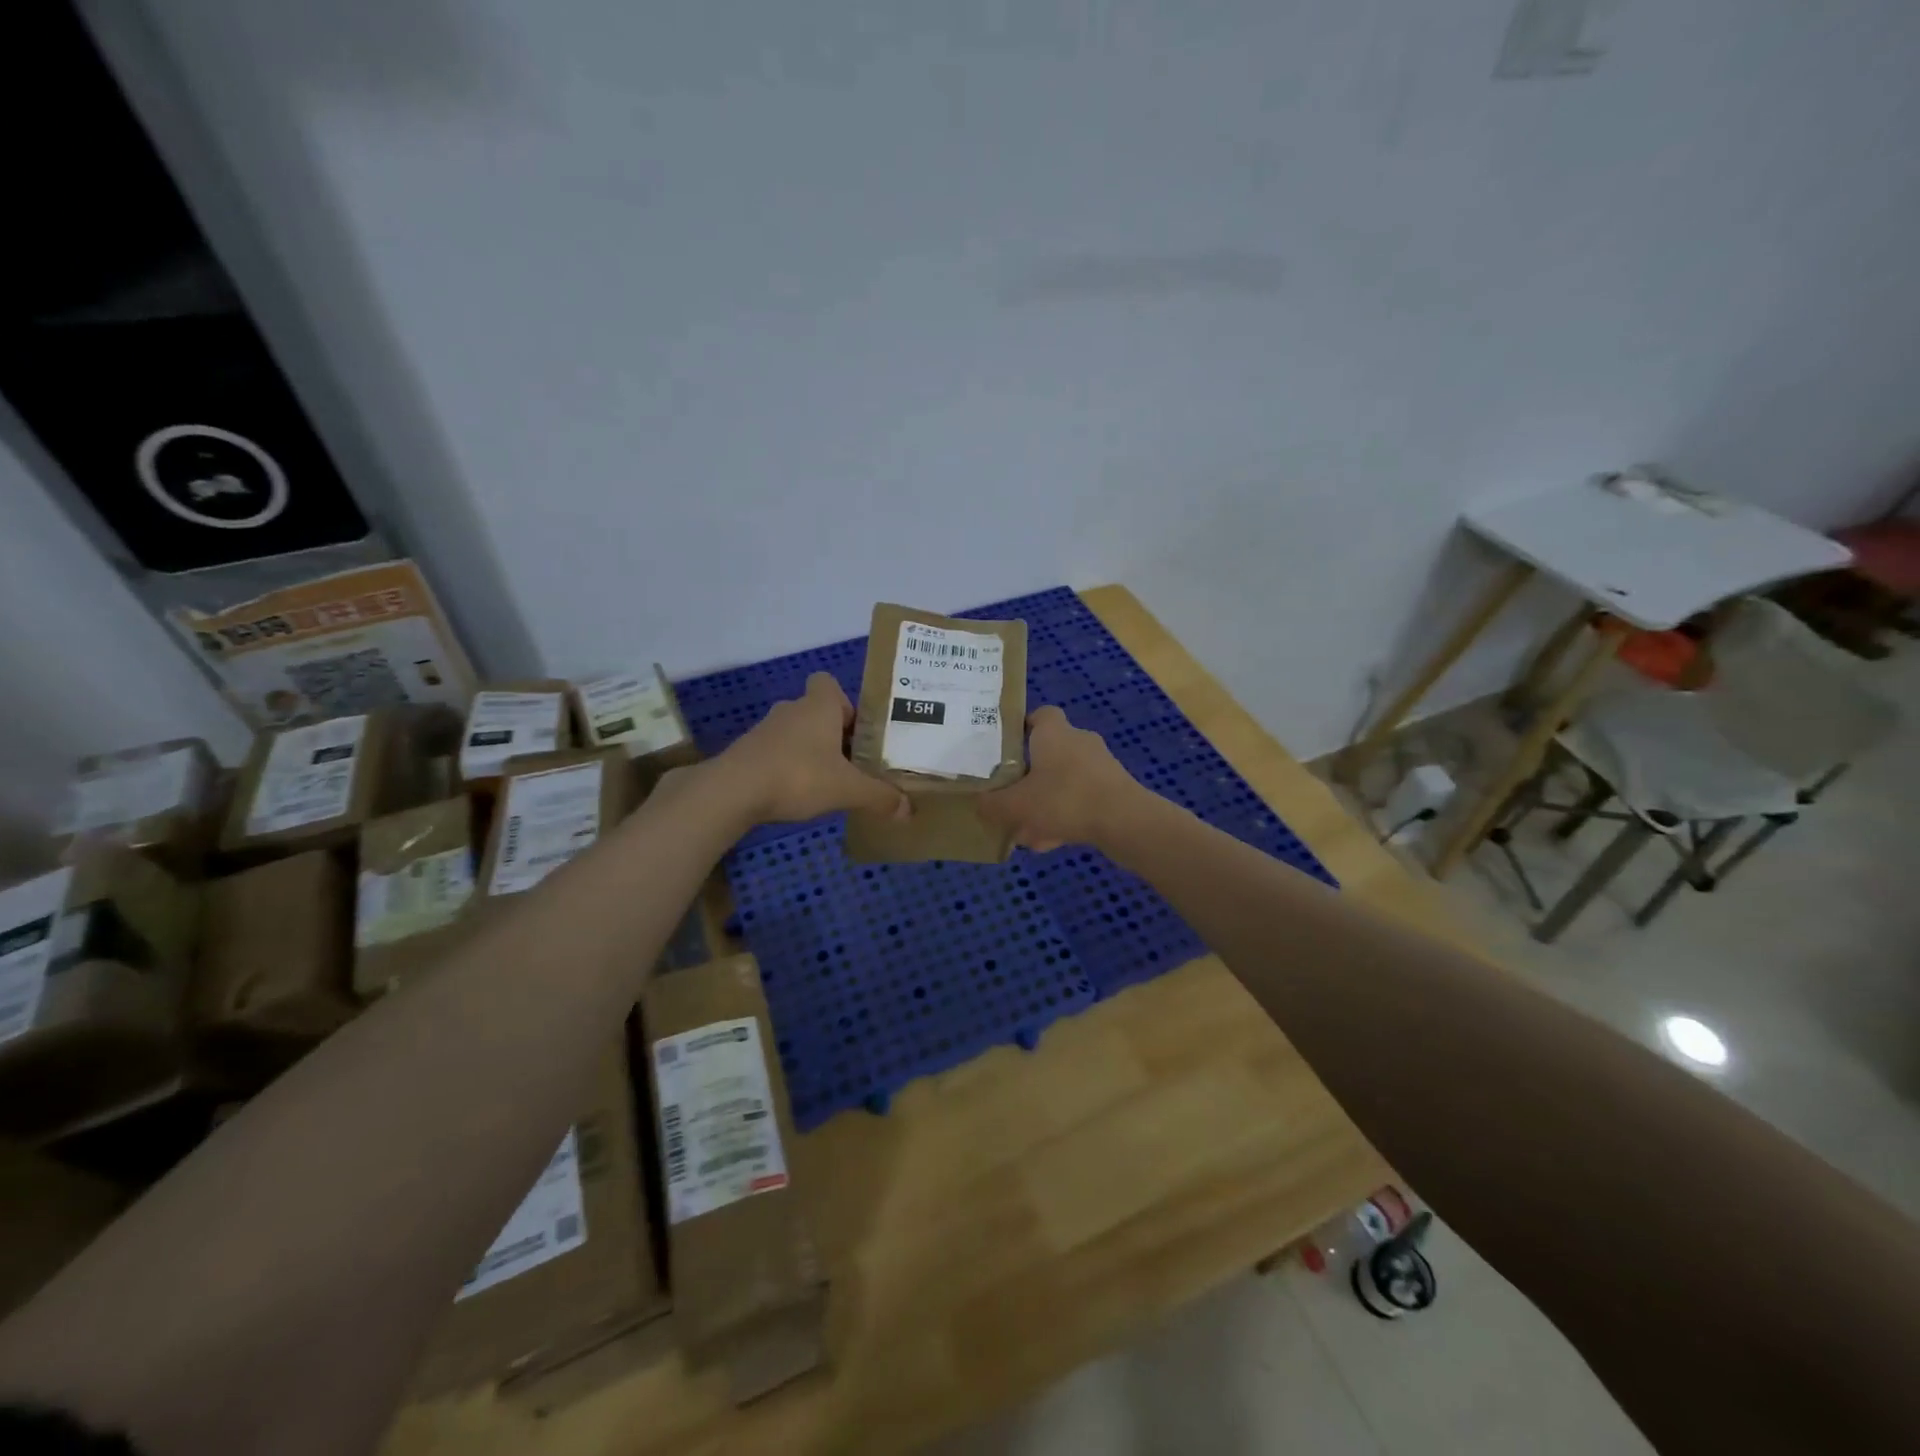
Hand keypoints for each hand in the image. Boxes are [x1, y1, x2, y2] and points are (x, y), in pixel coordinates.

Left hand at [719, 673, 909, 824]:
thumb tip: (909, 809)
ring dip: (810, 752)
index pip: (828, 683)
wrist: (734, 791)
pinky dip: (788, 767)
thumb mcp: (848, 789)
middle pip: (817, 712)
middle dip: (834, 734)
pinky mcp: (748, 752)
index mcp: (819, 706)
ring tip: (826, 782)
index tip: (857, 731)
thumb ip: (880, 796)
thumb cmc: (799, 776)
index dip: (844, 703)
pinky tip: (796, 794)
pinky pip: (776, 753)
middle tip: (852, 764)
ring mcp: (765, 730)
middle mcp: (792, 710)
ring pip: (796, 733)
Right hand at [978, 706, 1144, 851]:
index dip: (1020, 729)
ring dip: (1046, 803)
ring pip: (1063, 781)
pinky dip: (1065, 817)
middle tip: (1010, 798)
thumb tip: (978, 803)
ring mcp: (1100, 765)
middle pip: (1047, 753)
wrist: (1125, 822)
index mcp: (1054, 732)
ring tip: (1028, 832)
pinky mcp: (1114, 789)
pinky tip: (1052, 843)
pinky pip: (1080, 799)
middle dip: (1028, 777)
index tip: (1003, 750)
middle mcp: (1078, 741)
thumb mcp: (1016, 805)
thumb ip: (992, 804)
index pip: (1038, 715)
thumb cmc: (1065, 800)